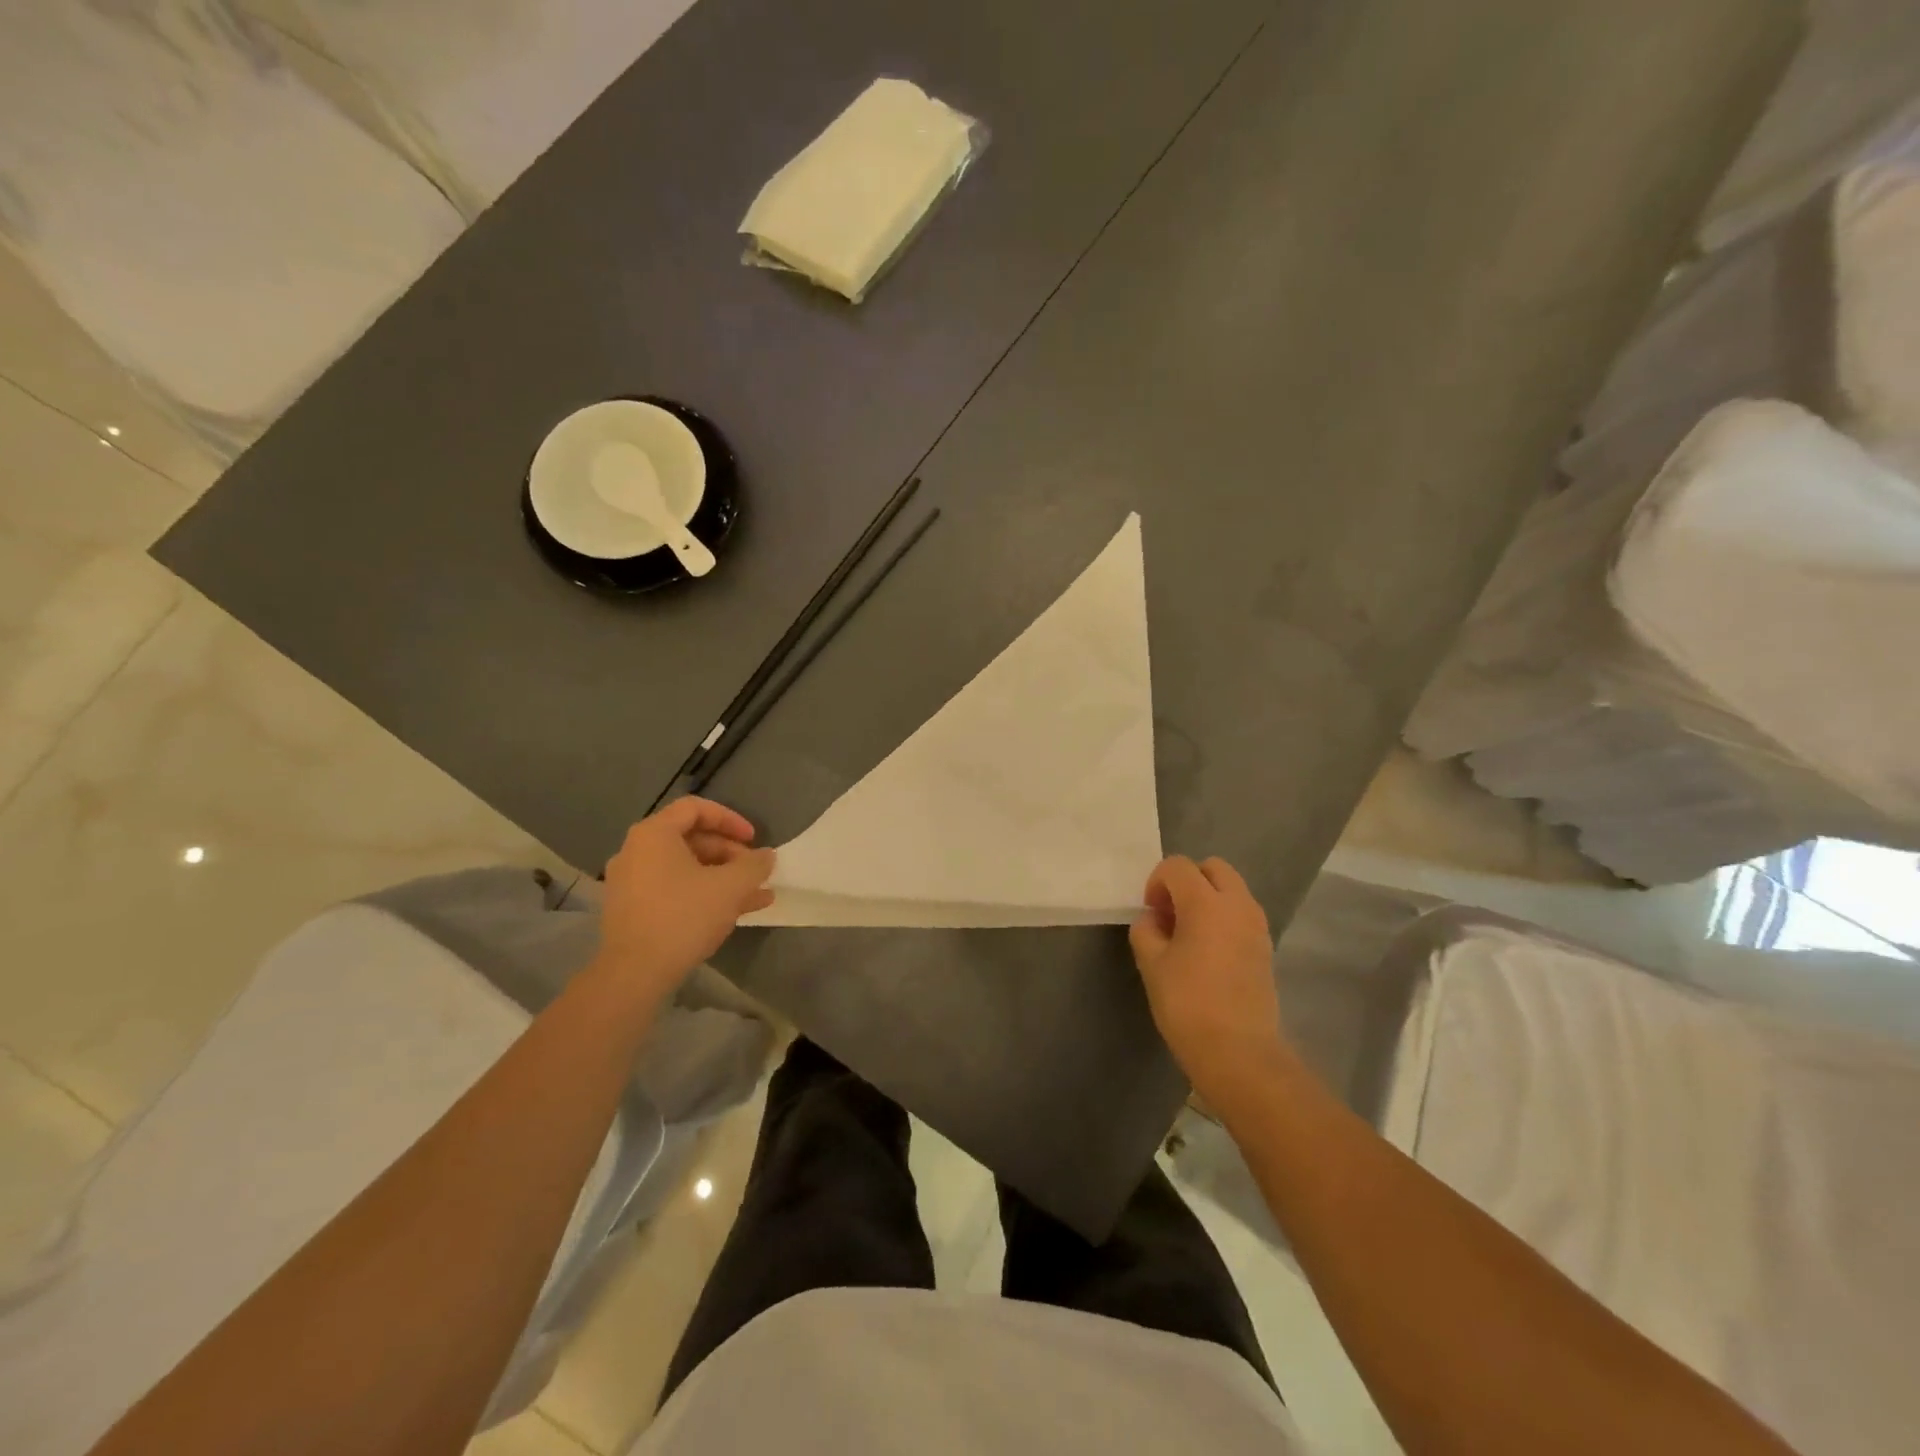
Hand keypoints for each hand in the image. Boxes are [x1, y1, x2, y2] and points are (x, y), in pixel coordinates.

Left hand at [591, 798, 775, 1007]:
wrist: (635, 973)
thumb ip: (754, 865)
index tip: (753, 839)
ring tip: (756, 894)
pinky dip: (702, 893)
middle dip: (729, 853)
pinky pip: (673, 890)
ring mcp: (630, 883)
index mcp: (654, 834)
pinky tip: (734, 912)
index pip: (695, 809)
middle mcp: (636, 852)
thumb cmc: (684, 916)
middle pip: (690, 839)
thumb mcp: (731, 887)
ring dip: (722, 877)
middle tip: (754, 871)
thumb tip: (766, 856)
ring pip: (685, 868)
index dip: (730, 819)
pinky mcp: (632, 910)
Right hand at [1129, 855, 1286, 1107]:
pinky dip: (1223, 918)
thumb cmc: (1187, 1004)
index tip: (1150, 913)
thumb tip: (1153, 920)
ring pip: (1231, 890)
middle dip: (1188, 881)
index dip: (1157, 882)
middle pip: (1213, 868)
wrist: (1238, 1052)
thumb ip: (1146, 931)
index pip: (1178, 866)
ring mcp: (1257, 926)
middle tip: (1170, 914)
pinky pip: (1241, 914)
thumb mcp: (1151, 964)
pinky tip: (1208, 953)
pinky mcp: (1265, 947)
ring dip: (1208, 898)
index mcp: (1205, 902)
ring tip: (1188, 935)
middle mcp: (1237, 904)